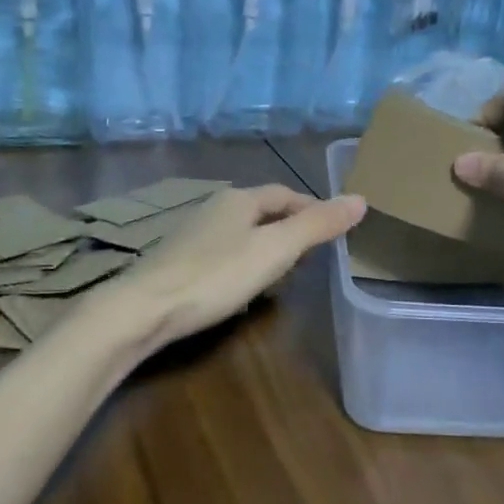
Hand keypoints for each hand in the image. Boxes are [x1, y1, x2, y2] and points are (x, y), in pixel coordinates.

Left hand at [106, 185, 364, 355]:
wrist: (143, 308)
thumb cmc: (216, 275)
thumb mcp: (276, 250)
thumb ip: (317, 225)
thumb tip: (360, 199)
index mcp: (239, 199)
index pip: (284, 194)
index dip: (311, 208)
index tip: (332, 229)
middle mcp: (213, 207)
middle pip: (261, 211)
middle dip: (288, 227)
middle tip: (313, 254)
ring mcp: (190, 233)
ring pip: (240, 232)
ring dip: (264, 246)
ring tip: (283, 273)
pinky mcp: (176, 260)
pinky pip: (221, 253)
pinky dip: (241, 262)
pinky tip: (241, 286)